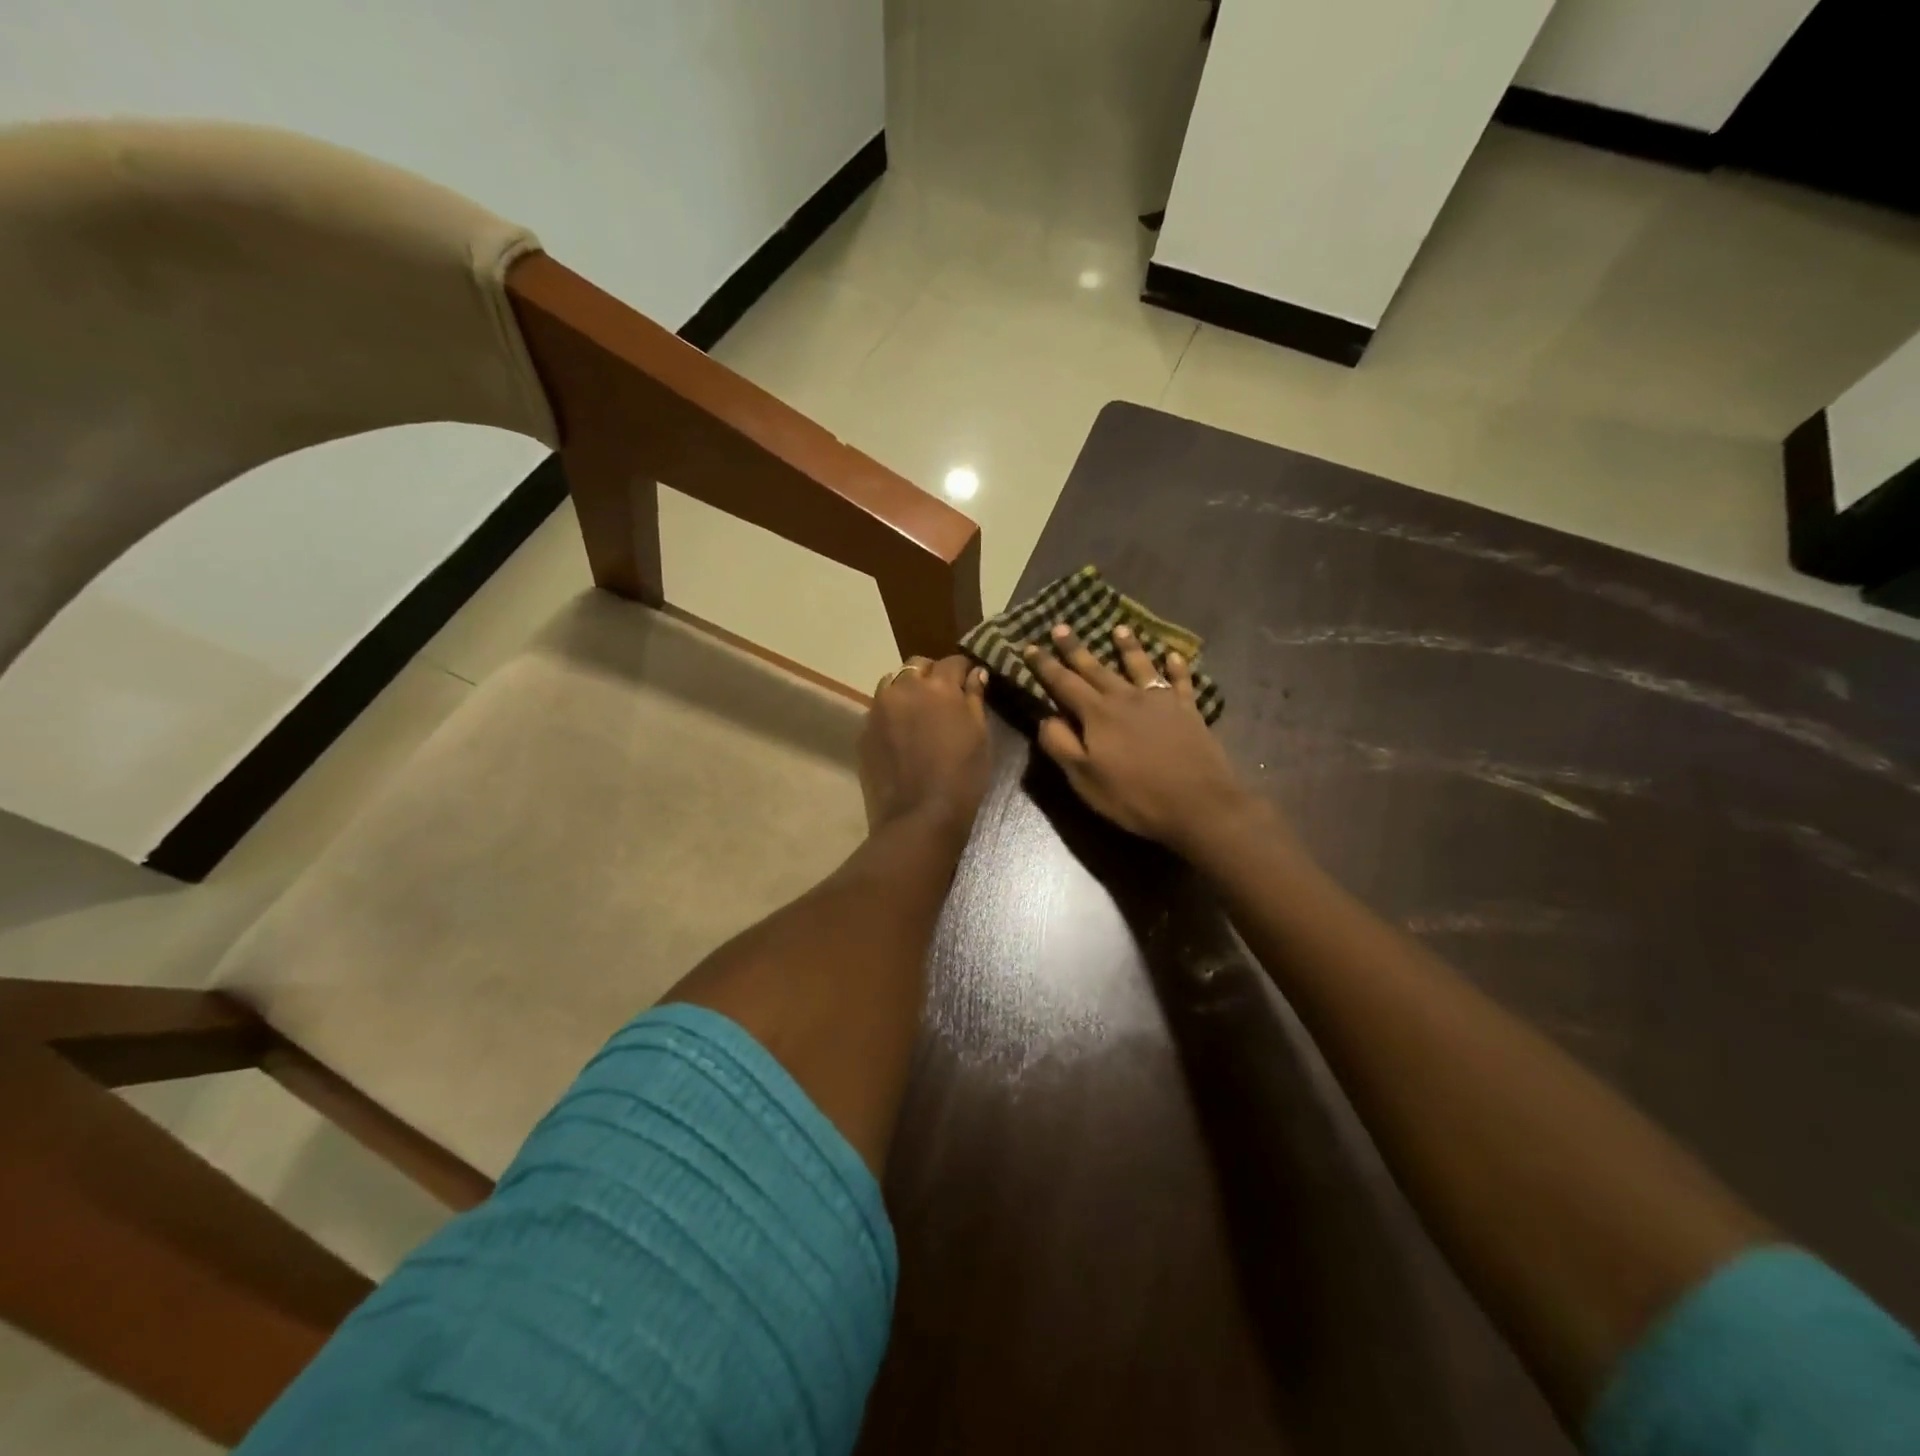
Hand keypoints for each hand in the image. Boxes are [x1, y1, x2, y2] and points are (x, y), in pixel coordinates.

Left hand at [860, 655, 991, 835]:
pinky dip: (891, 714)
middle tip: (943, 698)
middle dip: (931, 675)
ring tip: (917, 713)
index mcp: (938, 686)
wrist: (918, 818)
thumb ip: (975, 698)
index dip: (964, 670)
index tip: (970, 682)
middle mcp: (904, 689)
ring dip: (906, 690)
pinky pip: (878, 710)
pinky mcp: (863, 731)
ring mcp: (878, 709)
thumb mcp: (979, 736)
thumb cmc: (961, 778)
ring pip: (892, 683)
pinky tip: (901, 736)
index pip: (953, 661)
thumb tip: (975, 673)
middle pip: (917, 666)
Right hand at [1024, 624, 1250, 850]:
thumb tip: (1046, 718)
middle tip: (1061, 627)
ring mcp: (1160, 701)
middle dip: (1075, 648)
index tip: (1029, 647)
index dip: (1045, 665)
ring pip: (1139, 665)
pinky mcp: (1188, 710)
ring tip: (1119, 629)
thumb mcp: (1085, 779)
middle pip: (1096, 668)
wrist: (1198, 804)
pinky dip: (1176, 666)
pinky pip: (1180, 681)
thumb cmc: (1134, 796)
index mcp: (1097, 714)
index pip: (1064, 683)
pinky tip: (1173, 655)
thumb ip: (1061, 745)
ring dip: (1127, 646)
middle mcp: (1126, 698)